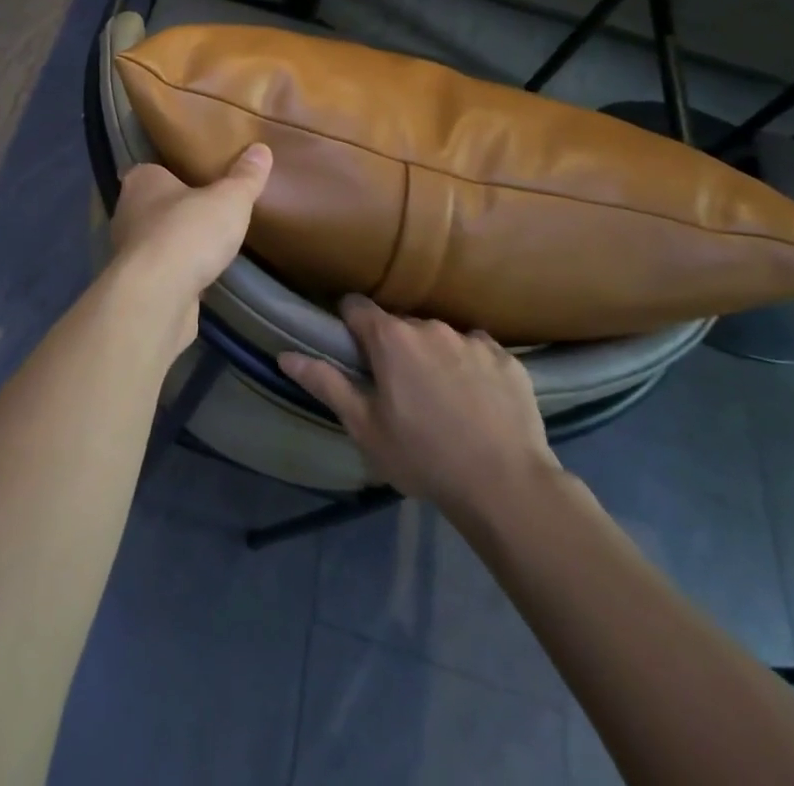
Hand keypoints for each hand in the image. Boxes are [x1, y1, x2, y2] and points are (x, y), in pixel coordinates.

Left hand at [109, 145, 272, 353]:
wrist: (157, 296)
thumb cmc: (188, 232)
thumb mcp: (229, 199)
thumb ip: (245, 177)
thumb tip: (262, 149)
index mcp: (141, 181)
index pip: (152, 168)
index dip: (172, 171)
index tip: (196, 175)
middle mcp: (127, 211)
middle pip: (153, 204)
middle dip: (176, 207)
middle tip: (209, 207)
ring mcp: (128, 251)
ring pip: (154, 238)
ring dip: (176, 242)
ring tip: (209, 242)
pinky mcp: (137, 284)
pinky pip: (160, 270)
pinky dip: (176, 271)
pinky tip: (200, 274)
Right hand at [279, 298, 561, 529]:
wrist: (507, 487)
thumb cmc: (423, 457)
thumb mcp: (364, 427)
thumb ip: (326, 384)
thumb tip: (285, 354)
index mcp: (391, 338)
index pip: (356, 306)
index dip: (349, 324)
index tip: (353, 350)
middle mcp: (430, 326)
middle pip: (400, 325)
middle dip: (395, 348)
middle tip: (399, 389)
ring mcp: (473, 340)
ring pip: (441, 338)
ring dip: (434, 356)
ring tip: (443, 399)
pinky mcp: (508, 359)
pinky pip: (478, 352)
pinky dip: (472, 368)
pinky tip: (478, 402)